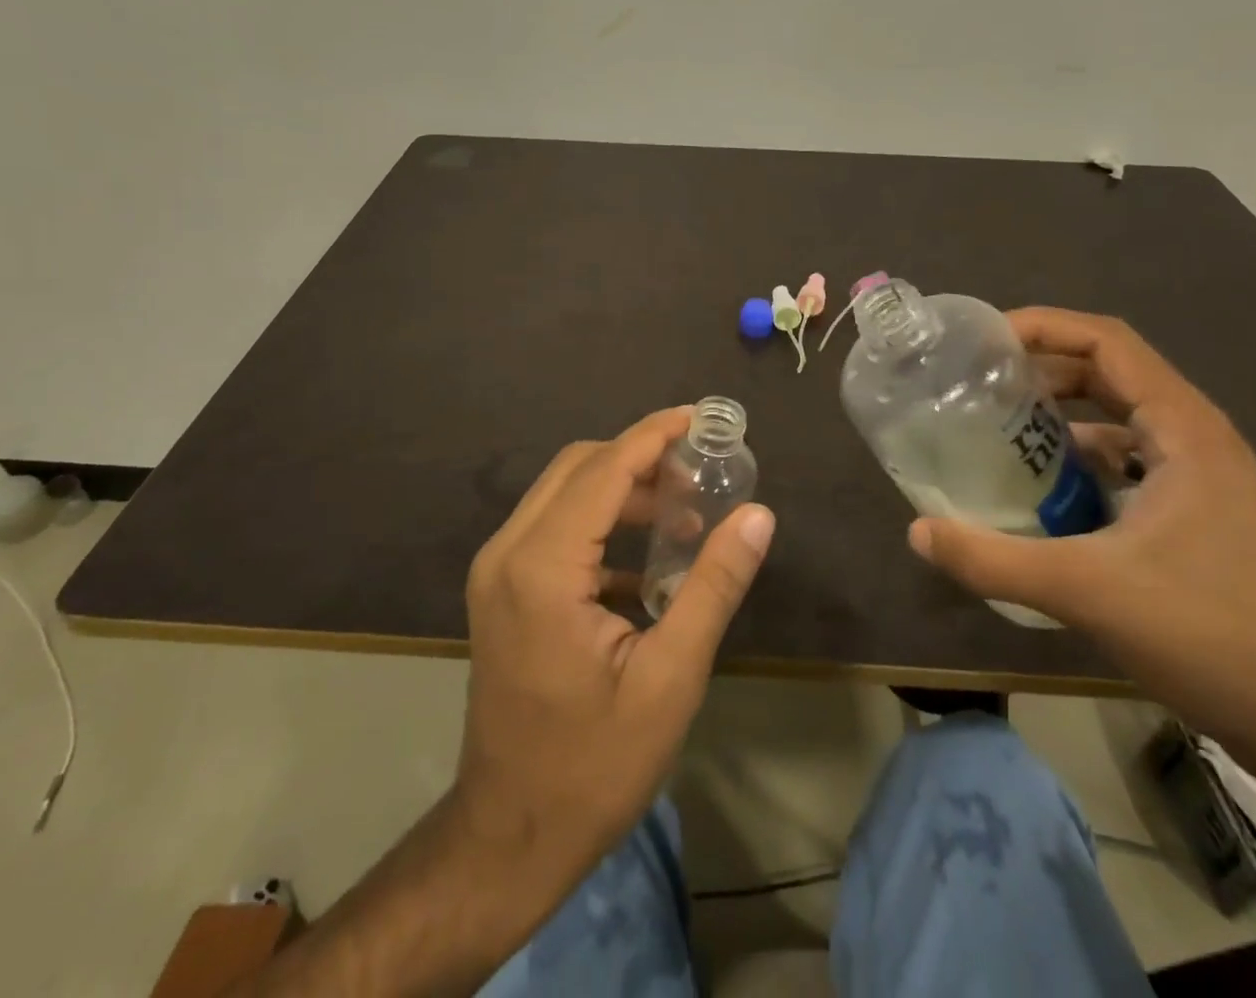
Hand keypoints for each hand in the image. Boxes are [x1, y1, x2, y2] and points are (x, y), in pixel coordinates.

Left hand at [455, 407, 774, 897]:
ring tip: (685, 513)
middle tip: (700, 470)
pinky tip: (648, 558)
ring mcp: (497, 571)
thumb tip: (757, 516)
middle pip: (578, 467)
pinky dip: (601, 520)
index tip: (700, 418)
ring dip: (622, 488)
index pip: (604, 469)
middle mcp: (508, 552)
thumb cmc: (593, 765)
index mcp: (542, 567)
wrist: (508, 837)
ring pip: (564, 493)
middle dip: (640, 457)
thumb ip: (714, 586)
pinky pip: (554, 527)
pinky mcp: (502, 591)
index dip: (654, 434)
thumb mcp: (670, 677)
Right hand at [909, 309, 1255, 750]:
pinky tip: (1042, 494)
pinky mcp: (1201, 516)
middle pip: (1110, 373)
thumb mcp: (1087, 591)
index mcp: (1184, 430)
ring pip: (1120, 420)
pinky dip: (1082, 462)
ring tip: (996, 431)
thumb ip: (993, 559)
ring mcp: (1204, 479)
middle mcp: (1197, 439)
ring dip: (1061, 417)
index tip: (983, 340)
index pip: (1107, 342)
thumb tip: (917, 532)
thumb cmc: (1213, 636)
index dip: (1043, 326)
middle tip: (977, 383)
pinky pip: (1129, 463)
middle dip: (1042, 370)